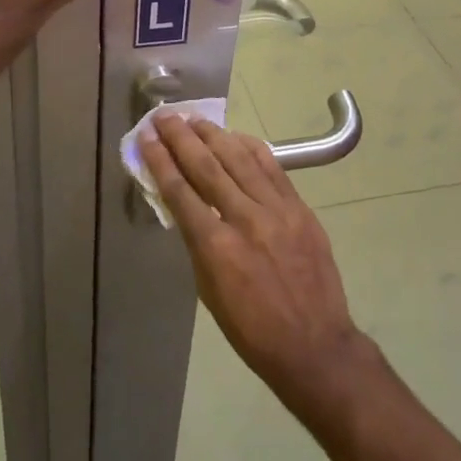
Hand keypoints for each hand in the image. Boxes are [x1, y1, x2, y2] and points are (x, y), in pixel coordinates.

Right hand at [141, 114, 383, 424]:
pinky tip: (235, 136)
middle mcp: (245, 219)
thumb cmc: (252, 330)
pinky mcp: (300, 208)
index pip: (180, 191)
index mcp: (216, 248)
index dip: (160, 160)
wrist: (314, 344)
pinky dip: (250, 147)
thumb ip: (198, 243)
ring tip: (194, 119)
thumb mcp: (209, 292)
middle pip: (207, 166)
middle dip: (181, 137)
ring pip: (239, 159)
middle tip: (164, 116)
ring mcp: (277, 210)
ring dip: (214, 135)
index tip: (146, 137)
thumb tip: (187, 207)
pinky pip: (272, 167)